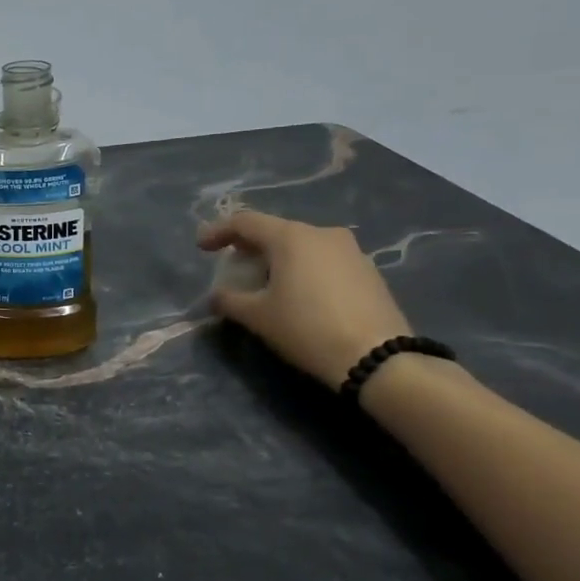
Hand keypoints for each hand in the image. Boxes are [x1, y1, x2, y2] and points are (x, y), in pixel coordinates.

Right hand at [197, 211, 411, 389]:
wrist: (378, 358)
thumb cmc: (307, 329)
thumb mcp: (257, 317)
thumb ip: (229, 300)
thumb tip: (216, 296)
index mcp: (291, 237)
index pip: (245, 222)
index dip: (218, 231)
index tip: (201, 248)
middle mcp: (322, 233)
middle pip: (275, 231)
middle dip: (249, 247)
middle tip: (233, 266)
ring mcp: (350, 251)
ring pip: (302, 245)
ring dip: (278, 259)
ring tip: (266, 283)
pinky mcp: (368, 271)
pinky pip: (324, 260)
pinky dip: (303, 269)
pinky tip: (299, 295)